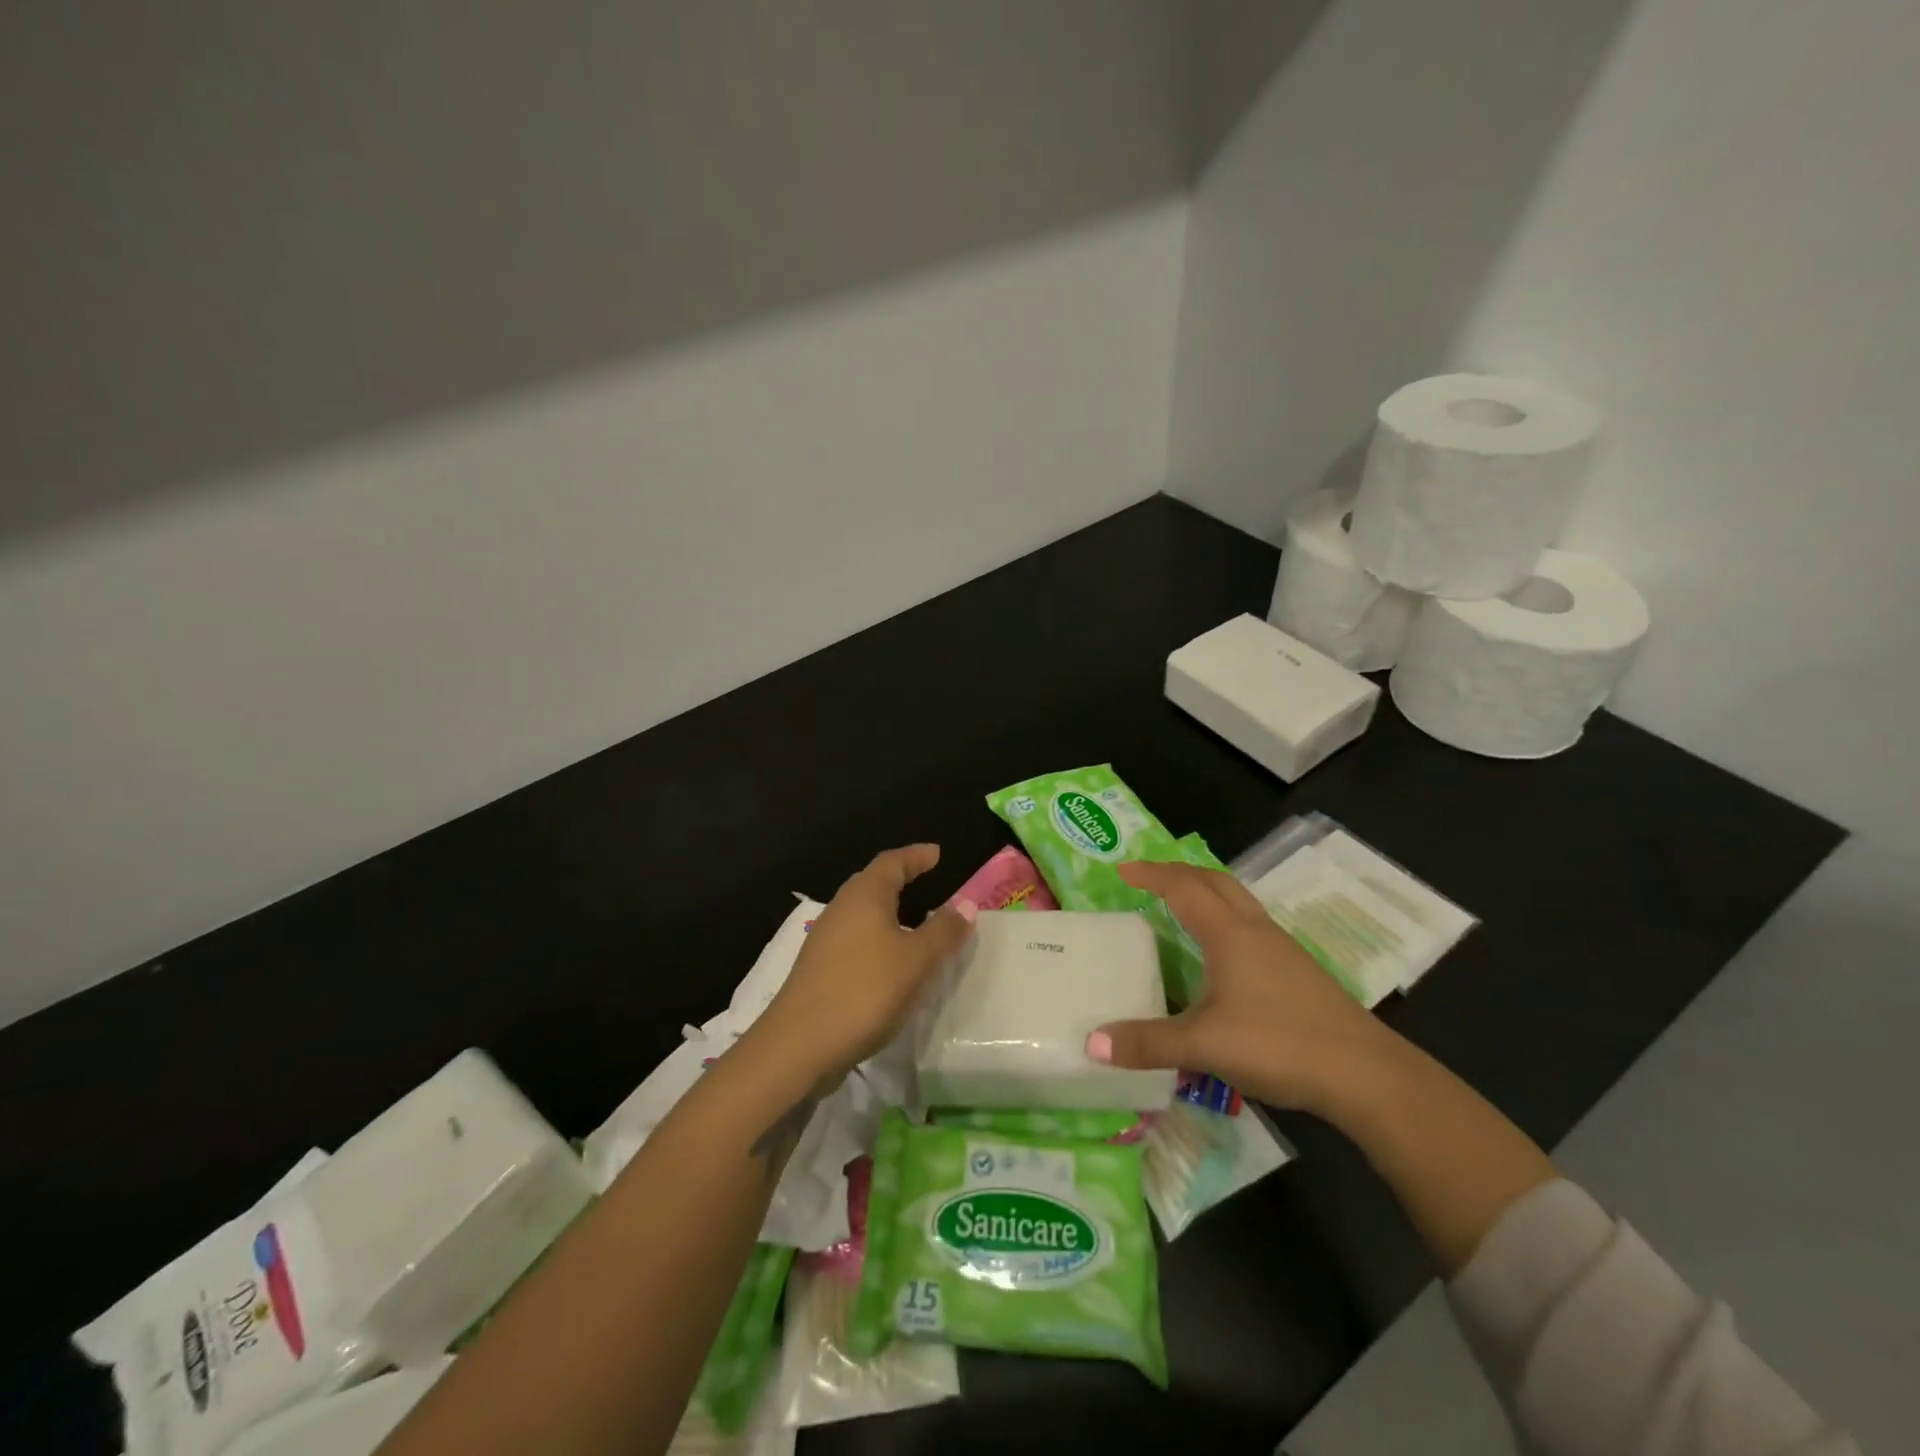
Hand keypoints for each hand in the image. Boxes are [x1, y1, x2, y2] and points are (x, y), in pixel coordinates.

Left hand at [748, 844, 975, 1081]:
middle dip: (900, 877)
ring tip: (915, 919)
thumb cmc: (864, 990)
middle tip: (927, 879)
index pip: (892, 862)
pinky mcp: (820, 967)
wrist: (799, 1045)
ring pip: (863, 912)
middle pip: (873, 882)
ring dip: (889, 910)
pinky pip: (856, 938)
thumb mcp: (915, 960)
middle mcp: (841, 908)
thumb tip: (966, 903)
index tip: (937, 853)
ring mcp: (826, 939)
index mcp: (864, 896)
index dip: (916, 856)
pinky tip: (890, 959)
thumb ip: (943, 931)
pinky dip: (878, 937)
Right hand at [1085, 860, 1394, 1113]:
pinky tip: (1221, 954)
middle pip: (1215, 881)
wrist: (1365, 1074)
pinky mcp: (1298, 971)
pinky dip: (1225, 919)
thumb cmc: (1278, 1044)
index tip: (1122, 870)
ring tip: (1181, 906)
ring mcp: (1281, 949)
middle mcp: (1254, 930)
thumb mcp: (1203, 1045)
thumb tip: (1092, 1043)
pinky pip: (1251, 925)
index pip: (1182, 887)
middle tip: (1148, 878)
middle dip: (1179, 872)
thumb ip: (1148, 1043)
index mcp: (1228, 933)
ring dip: (1206, 892)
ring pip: (1237, 901)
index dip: (1150, 875)